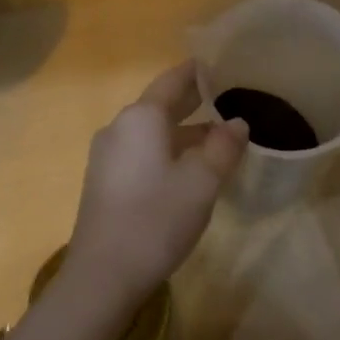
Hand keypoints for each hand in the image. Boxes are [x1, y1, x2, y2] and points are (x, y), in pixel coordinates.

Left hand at [64, 60, 248, 300]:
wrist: (103, 275)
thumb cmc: (156, 219)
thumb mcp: (202, 182)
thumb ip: (223, 147)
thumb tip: (237, 123)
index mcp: (141, 118)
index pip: (172, 81)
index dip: (196, 72)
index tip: (218, 64)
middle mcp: (119, 128)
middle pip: (160, 105)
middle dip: (192, 101)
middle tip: (226, 97)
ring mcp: (107, 156)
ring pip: (151, 132)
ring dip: (183, 131)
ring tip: (217, 137)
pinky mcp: (104, 182)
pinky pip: (141, 152)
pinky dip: (167, 150)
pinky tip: (188, 168)